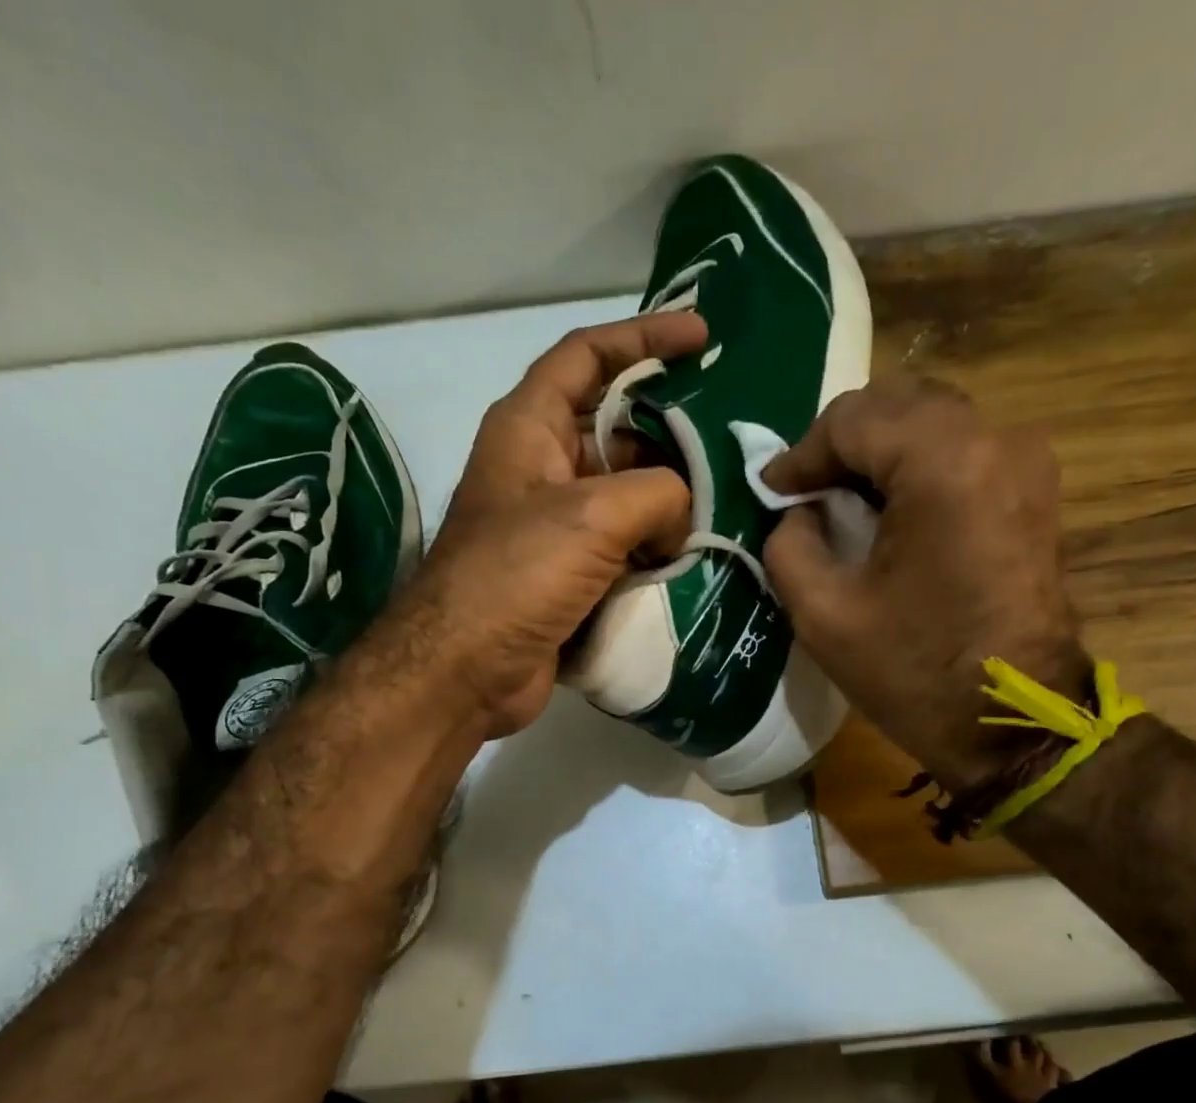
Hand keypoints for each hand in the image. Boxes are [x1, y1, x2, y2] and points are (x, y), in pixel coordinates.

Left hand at [399, 313, 707, 738]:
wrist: (465, 671)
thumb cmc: (515, 575)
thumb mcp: (592, 516)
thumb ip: (658, 494)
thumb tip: (682, 518)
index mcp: (530, 428)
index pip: (586, 356)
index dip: (643, 337)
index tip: (700, 337)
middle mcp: (542, 469)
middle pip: (616, 430)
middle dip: (671, 432)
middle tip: (730, 439)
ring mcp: (556, 528)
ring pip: (627, 496)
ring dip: (671, 500)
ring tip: (730, 501)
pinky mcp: (570, 577)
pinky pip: (625, 548)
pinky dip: (658, 549)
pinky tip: (699, 555)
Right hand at [763, 376, 1088, 792]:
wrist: (1013, 726)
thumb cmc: (916, 673)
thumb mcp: (824, 615)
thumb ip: (789, 544)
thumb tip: (799, 512)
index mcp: (943, 463)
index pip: (853, 419)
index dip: (801, 454)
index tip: (772, 494)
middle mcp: (995, 440)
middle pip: (898, 404)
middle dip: (841, 443)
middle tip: (805, 494)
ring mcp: (1025, 462)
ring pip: (932, 421)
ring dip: (880, 451)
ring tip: (843, 501)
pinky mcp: (1035, 491)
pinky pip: (963, 450)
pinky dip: (917, 465)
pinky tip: (890, 511)